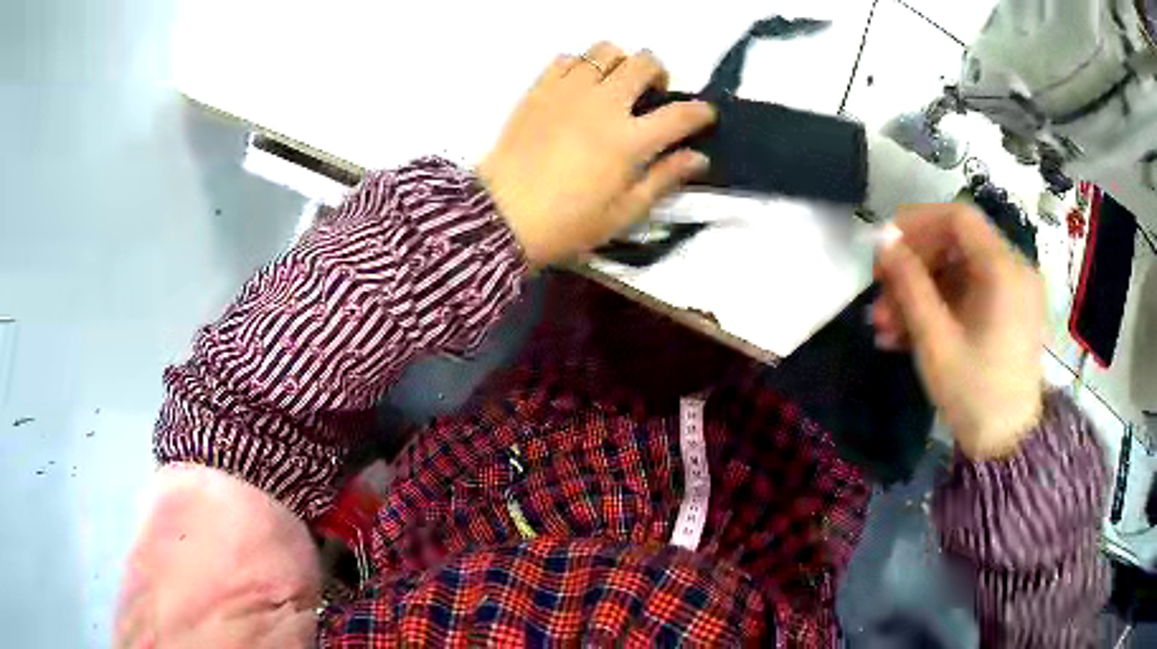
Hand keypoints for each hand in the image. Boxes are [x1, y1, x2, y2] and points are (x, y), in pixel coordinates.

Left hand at [477, 42, 715, 268]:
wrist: (501, 217)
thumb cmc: (567, 224)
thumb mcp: (624, 213)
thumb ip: (664, 179)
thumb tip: (699, 158)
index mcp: (629, 140)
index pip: (680, 114)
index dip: (701, 112)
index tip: (704, 116)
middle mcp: (603, 104)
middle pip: (644, 62)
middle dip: (660, 73)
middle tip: (652, 95)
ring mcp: (567, 91)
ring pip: (605, 50)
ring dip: (620, 62)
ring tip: (615, 86)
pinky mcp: (538, 89)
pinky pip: (567, 58)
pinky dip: (582, 65)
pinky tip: (580, 87)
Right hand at [873, 204, 1044, 459]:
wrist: (1008, 447)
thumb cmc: (974, 394)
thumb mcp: (936, 340)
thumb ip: (909, 284)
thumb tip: (882, 239)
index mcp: (1004, 270)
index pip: (958, 218)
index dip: (916, 223)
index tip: (883, 248)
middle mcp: (1014, 270)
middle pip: (956, 246)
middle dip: (914, 267)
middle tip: (879, 295)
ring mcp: (1013, 293)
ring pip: (959, 273)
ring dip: (920, 293)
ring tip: (885, 327)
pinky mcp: (1008, 313)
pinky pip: (969, 296)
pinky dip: (939, 308)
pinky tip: (907, 335)